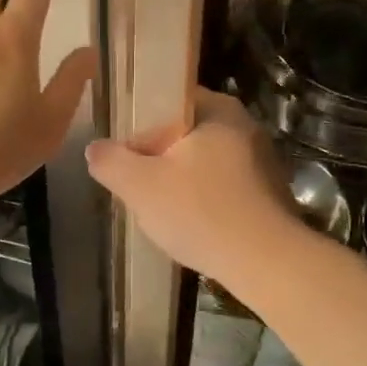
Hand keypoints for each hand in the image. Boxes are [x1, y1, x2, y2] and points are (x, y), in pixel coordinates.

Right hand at [85, 90, 298, 279]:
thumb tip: (95, 149)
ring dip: (184, 183)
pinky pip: (227, 187)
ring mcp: (263, 160)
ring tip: (165, 212)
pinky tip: (195, 227)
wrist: (268, 263)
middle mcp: (246, 126)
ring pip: (206, 163)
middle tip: (140, 188)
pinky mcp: (271, 192)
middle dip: (161, 160)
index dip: (142, 128)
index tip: (128, 158)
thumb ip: (111, 162)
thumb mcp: (141, 186)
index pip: (170, 102)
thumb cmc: (202, 212)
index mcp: (219, 109)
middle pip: (187, 134)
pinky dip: (208, 201)